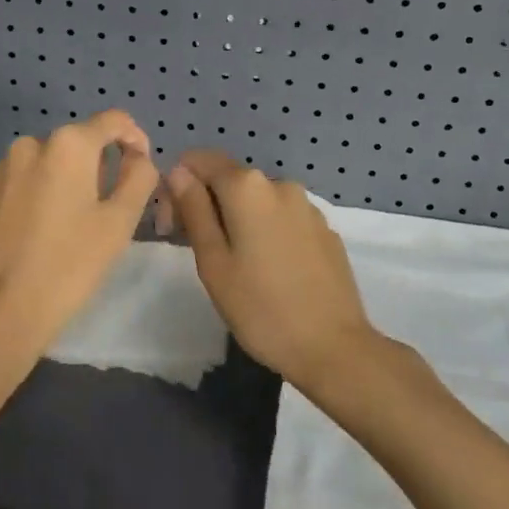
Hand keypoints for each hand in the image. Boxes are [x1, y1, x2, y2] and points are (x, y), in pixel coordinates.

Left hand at [0, 110, 159, 375]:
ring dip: (62, 181)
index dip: (135, 139)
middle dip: (96, 166)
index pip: (113, 121)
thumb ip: (139, 177)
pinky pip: (17, 183)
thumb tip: (138, 158)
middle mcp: (29, 145)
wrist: (2, 312)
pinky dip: (33, 195)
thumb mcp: (120, 222)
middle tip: (106, 209)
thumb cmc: (70, 265)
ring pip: (44, 163)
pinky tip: (35, 232)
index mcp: (68, 145)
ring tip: (68, 224)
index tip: (141, 167)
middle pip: (77, 143)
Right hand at [165, 151, 379, 395]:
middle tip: (200, 253)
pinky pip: (283, 218)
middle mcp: (280, 184)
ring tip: (237, 267)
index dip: (178, 185)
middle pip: (229, 179)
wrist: (334, 348)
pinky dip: (267, 231)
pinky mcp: (325, 229)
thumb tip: (178, 172)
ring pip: (257, 200)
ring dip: (238, 219)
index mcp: (248, 187)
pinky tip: (270, 271)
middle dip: (207, 204)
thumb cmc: (261, 308)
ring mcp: (308, 206)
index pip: (199, 160)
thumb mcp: (213, 262)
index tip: (173, 226)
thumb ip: (193, 209)